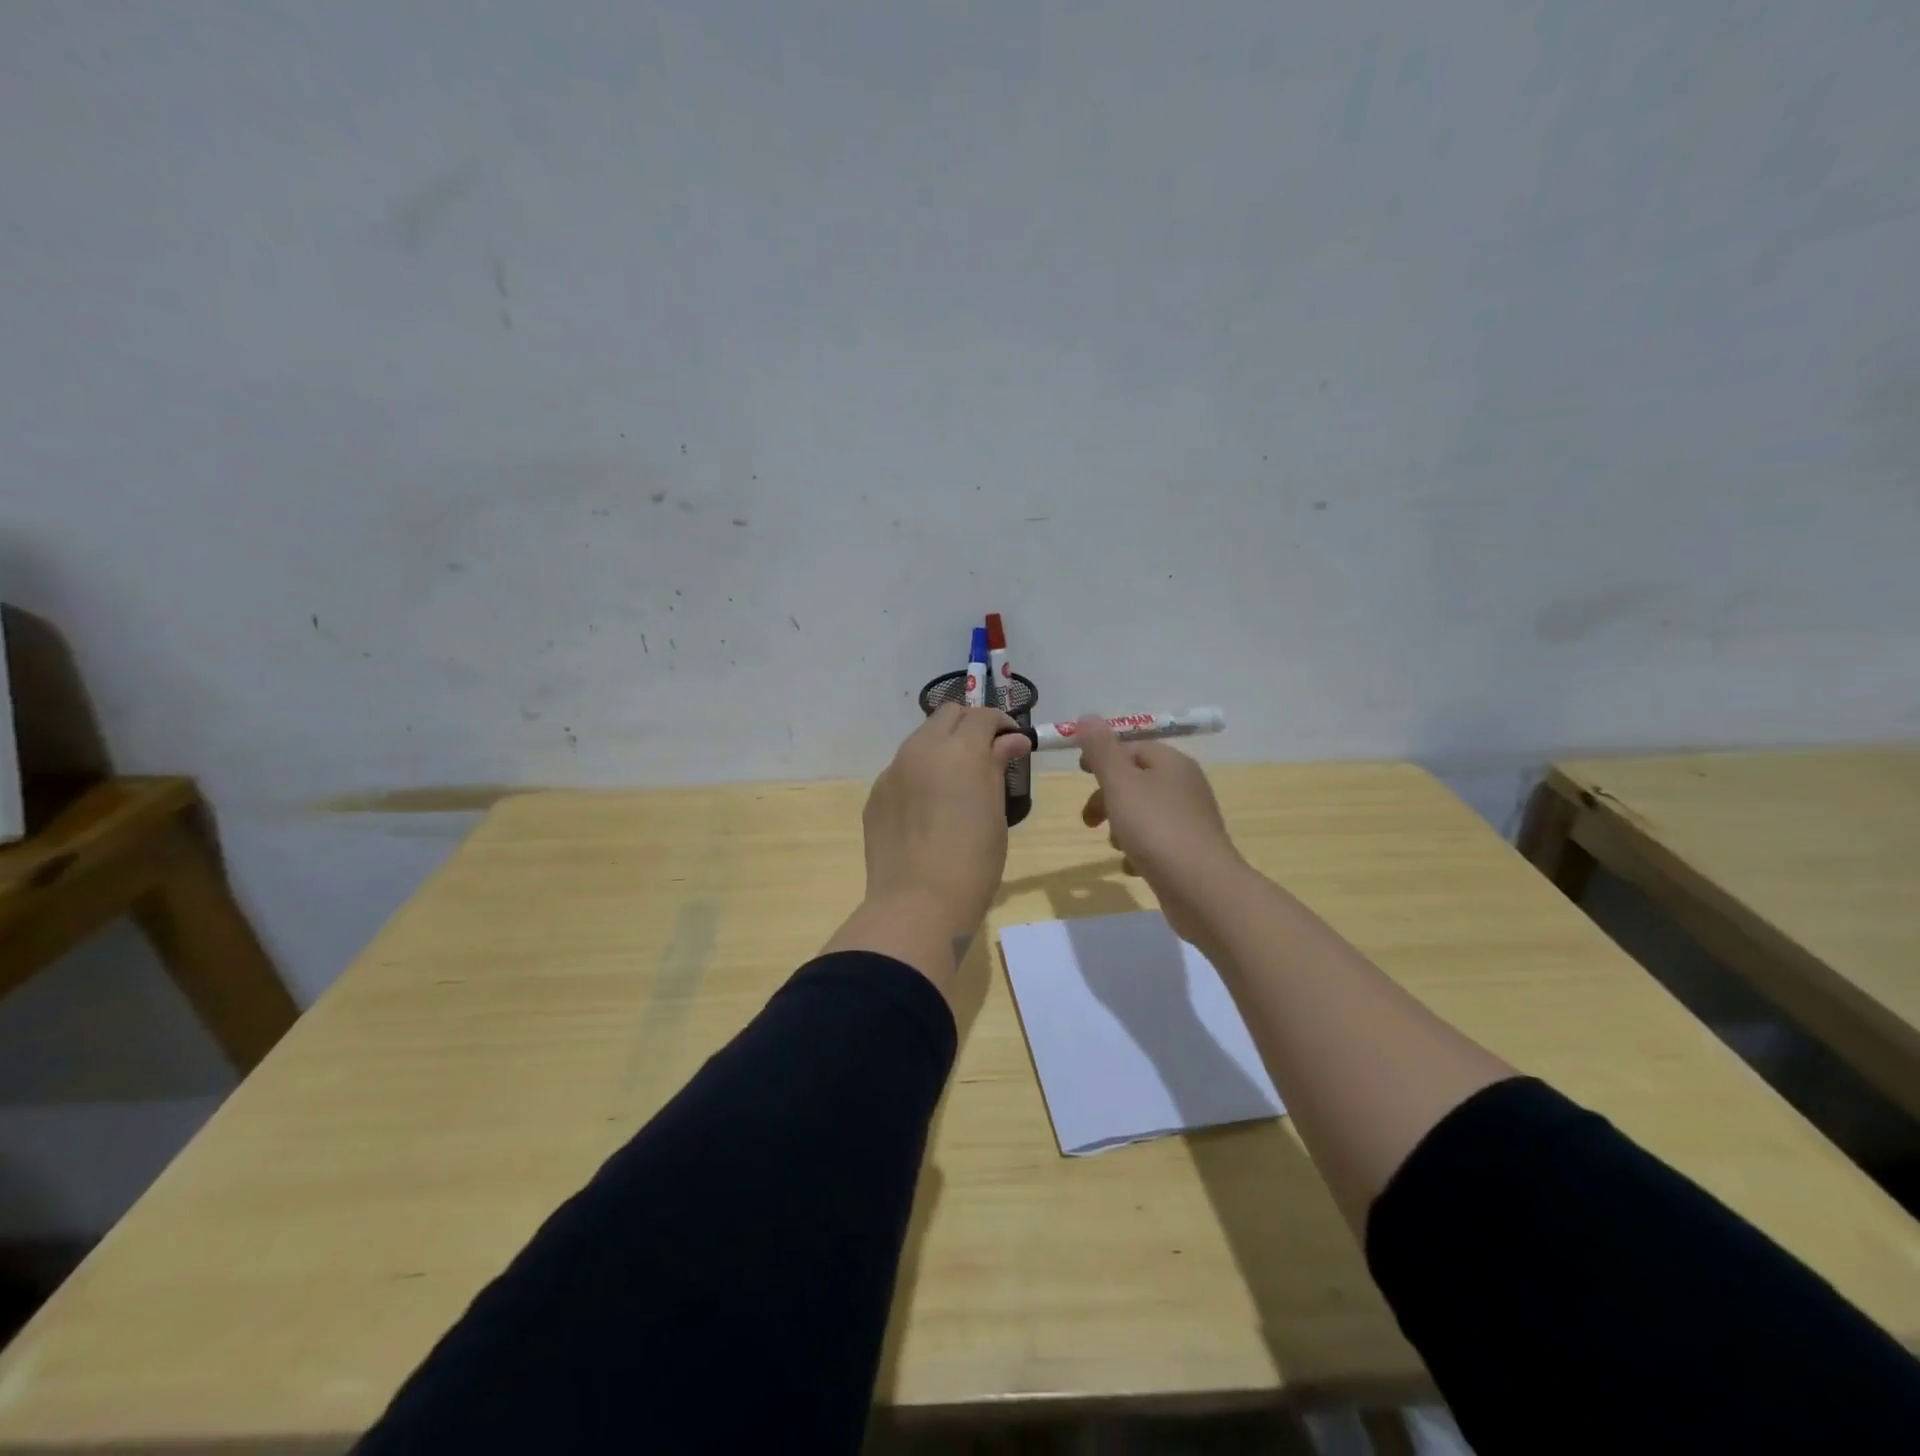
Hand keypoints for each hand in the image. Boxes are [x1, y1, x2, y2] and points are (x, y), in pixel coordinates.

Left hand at [860, 704, 1030, 941]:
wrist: (917, 903)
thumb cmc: (973, 860)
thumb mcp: (995, 811)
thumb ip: (998, 765)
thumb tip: (1011, 740)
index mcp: (959, 748)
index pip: (983, 716)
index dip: (1003, 725)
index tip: (1014, 745)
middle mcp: (921, 748)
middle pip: (948, 715)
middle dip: (970, 725)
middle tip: (987, 755)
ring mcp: (893, 770)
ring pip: (921, 739)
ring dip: (943, 746)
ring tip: (957, 781)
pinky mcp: (877, 795)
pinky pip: (902, 770)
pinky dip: (921, 774)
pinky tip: (929, 808)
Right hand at [1077, 717, 1246, 945]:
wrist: (1202, 889)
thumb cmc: (1156, 829)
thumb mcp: (1120, 784)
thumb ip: (1101, 750)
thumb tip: (1086, 717)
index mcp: (1172, 763)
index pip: (1132, 747)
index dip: (1103, 757)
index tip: (1080, 774)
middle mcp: (1185, 786)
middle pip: (1136, 781)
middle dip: (1107, 798)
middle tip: (1089, 821)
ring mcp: (1190, 820)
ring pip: (1143, 813)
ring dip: (1121, 827)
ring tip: (1115, 846)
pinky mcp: (1190, 851)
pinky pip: (1156, 842)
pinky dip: (1138, 851)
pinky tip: (1131, 867)